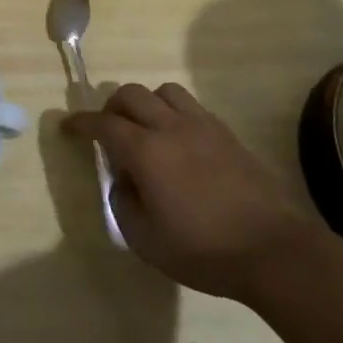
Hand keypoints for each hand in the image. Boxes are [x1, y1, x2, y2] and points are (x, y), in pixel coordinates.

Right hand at [64, 82, 318, 298]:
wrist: (274, 251)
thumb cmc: (202, 250)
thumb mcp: (143, 238)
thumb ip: (122, 201)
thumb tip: (123, 179)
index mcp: (145, 150)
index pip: (103, 123)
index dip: (80, 123)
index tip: (68, 127)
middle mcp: (171, 127)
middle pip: (132, 94)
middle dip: (111, 107)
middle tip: (108, 132)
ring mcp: (203, 127)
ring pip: (165, 91)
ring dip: (147, 103)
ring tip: (146, 130)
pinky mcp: (228, 135)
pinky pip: (192, 106)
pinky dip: (174, 113)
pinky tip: (178, 142)